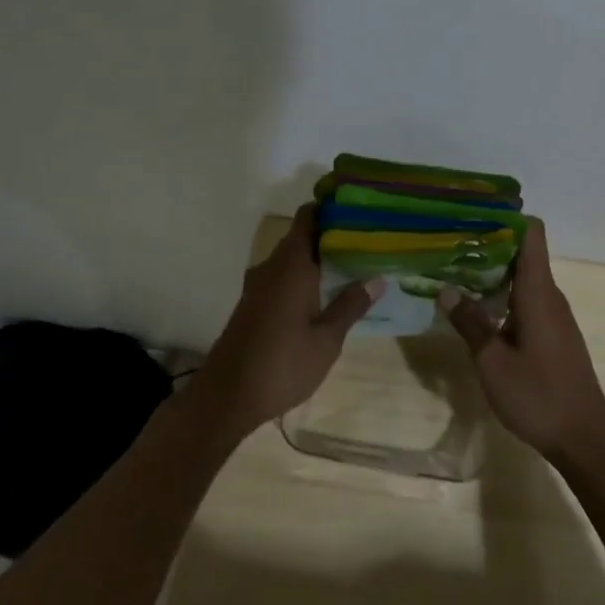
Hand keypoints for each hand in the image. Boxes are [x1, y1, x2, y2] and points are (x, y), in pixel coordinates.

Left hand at [195, 205, 382, 435]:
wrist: (227, 396)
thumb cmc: (282, 365)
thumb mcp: (327, 339)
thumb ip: (350, 305)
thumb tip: (377, 278)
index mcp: (291, 266)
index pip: (308, 217)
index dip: (331, 207)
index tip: (359, 207)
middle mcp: (272, 267)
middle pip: (302, 236)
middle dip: (332, 235)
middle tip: (370, 240)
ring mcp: (259, 285)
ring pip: (293, 258)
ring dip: (319, 258)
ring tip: (355, 265)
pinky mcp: (253, 304)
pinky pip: (283, 277)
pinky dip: (305, 276)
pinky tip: (326, 293)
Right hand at [440, 219, 604, 463]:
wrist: (585, 440)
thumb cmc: (539, 397)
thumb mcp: (492, 362)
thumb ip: (470, 323)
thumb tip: (445, 289)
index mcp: (538, 294)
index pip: (532, 235)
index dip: (505, 218)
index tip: (471, 214)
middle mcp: (550, 297)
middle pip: (523, 254)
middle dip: (487, 245)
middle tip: (447, 244)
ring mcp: (554, 317)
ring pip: (522, 279)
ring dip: (492, 273)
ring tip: (453, 272)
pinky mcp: (554, 336)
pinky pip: (526, 301)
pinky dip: (501, 296)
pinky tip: (476, 310)